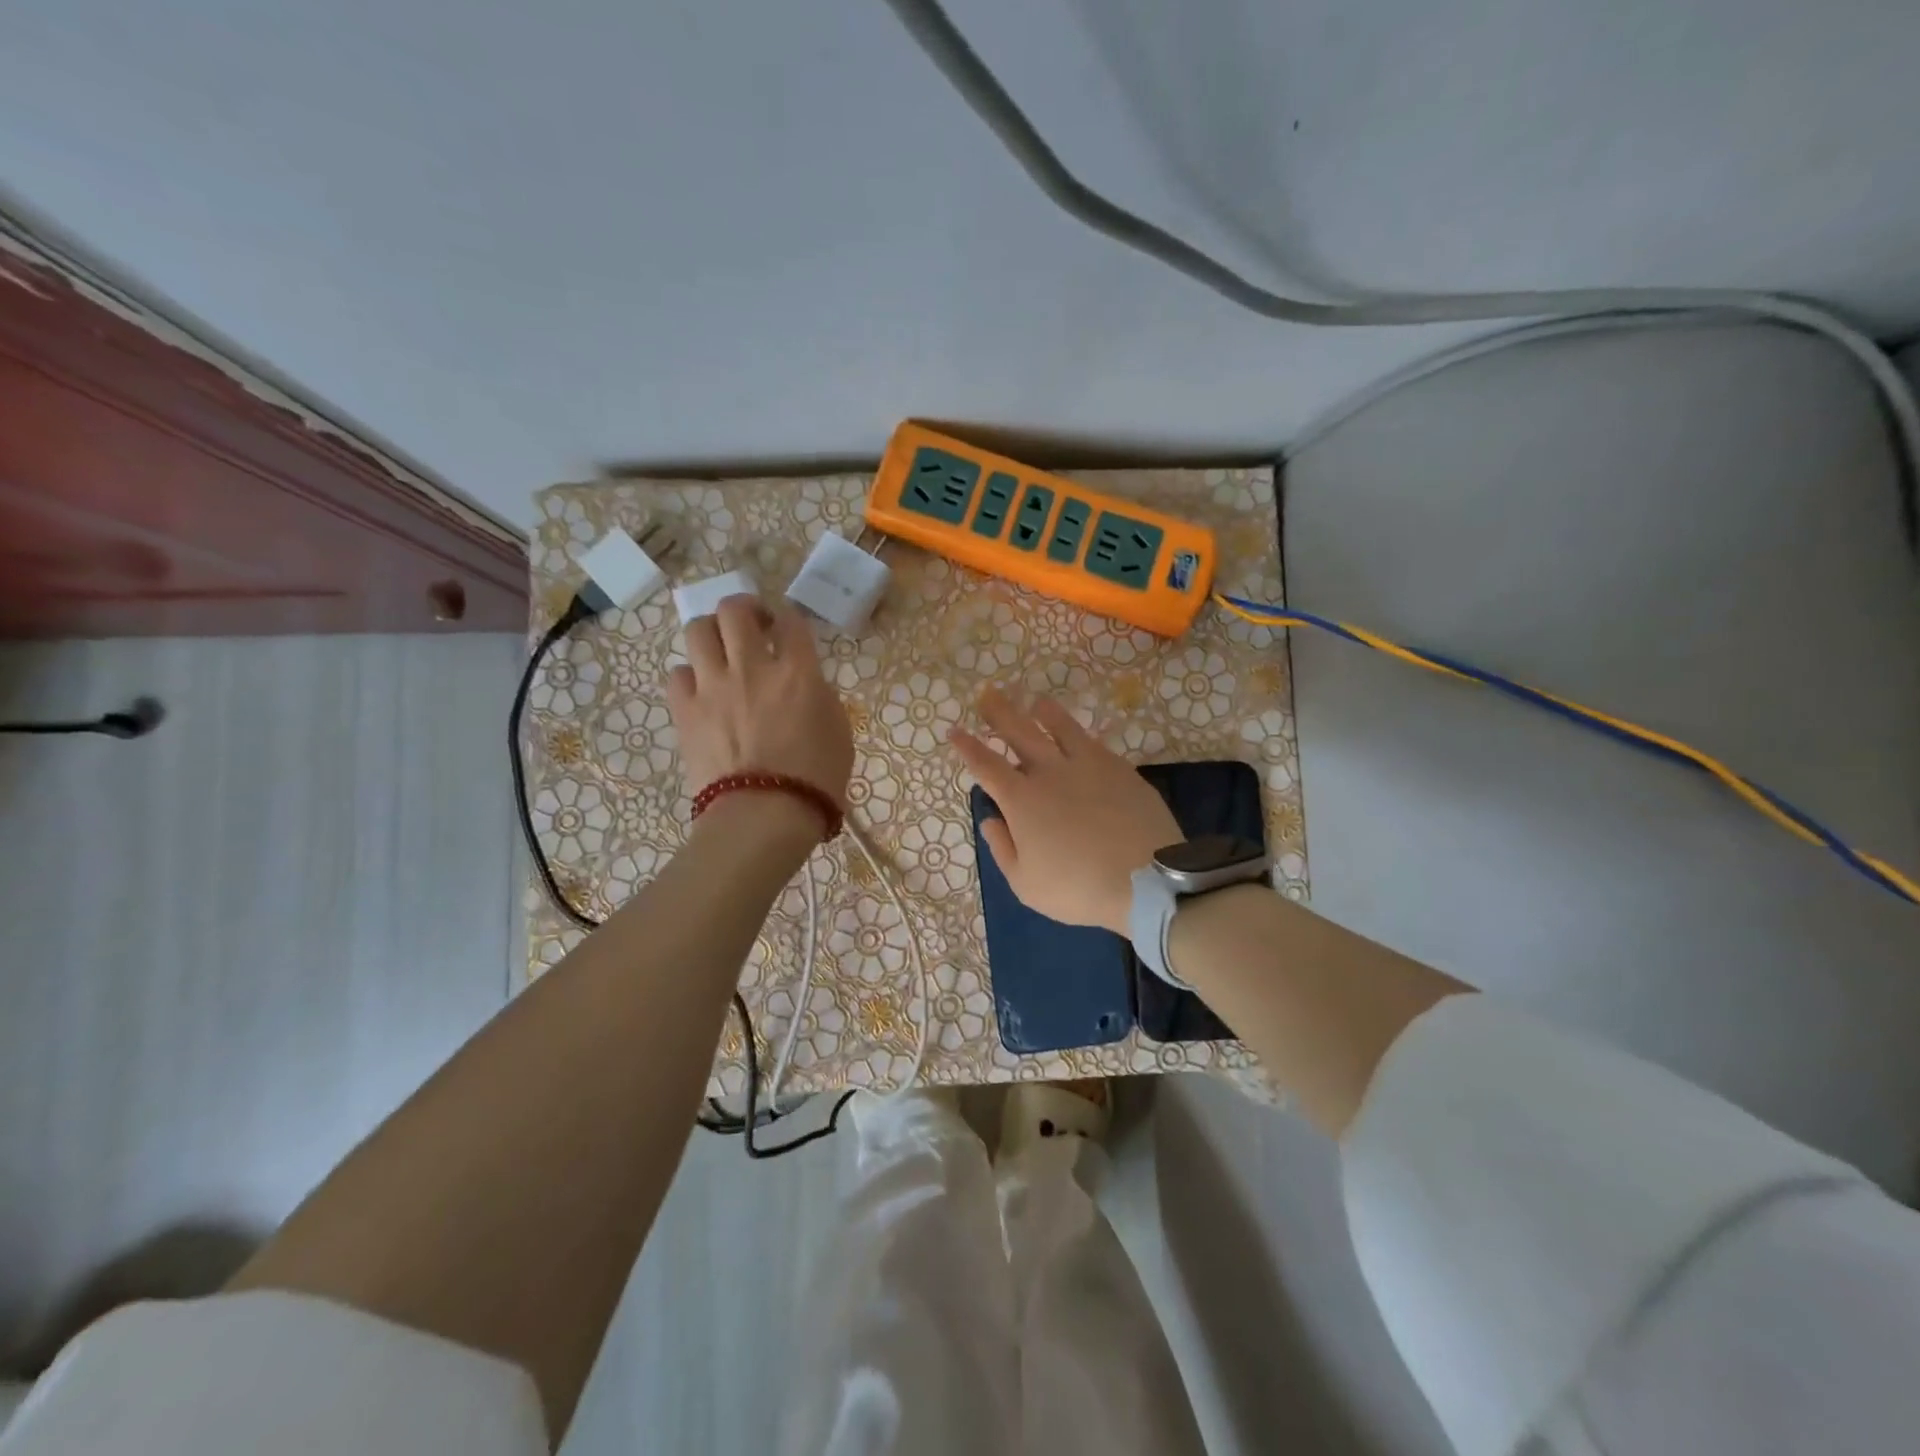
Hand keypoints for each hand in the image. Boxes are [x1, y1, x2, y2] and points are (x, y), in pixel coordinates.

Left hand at [667, 596, 853, 828]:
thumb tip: (804, 685)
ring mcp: (713, 686)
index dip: (790, 619)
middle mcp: (752, 667)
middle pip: (736, 610)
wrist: (763, 816)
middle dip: (746, 609)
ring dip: (712, 633)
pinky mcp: (685, 710)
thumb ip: (820, 697)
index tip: (789, 630)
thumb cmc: (816, 780)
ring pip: (698, 630)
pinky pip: (677, 673)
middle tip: (754, 626)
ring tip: (721, 650)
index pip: (791, 621)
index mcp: (798, 672)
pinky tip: (702, 690)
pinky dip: (690, 675)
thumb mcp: (839, 732)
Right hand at [949, 689, 1180, 934]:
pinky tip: (1079, 736)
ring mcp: (1089, 765)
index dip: (968, 747)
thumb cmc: (1077, 888)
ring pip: (1061, 727)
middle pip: (1020, 732)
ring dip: (1044, 712)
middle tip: (988, 694)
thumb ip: (1002, 848)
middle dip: (1000, 713)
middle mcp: (1051, 772)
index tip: (955, 731)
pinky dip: (1079, 735)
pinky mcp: (1121, 769)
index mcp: (1022, 800)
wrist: (1145, 881)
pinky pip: (1094, 743)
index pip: (986, 765)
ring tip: (1036, 702)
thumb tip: (991, 819)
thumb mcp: (1025, 883)